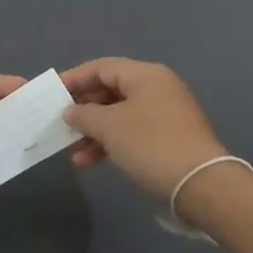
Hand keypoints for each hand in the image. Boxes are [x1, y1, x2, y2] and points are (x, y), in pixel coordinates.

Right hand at [60, 58, 227, 199]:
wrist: (201, 185)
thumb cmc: (151, 144)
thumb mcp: (110, 126)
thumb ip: (84, 114)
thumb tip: (70, 111)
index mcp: (146, 75)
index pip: (102, 67)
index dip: (74, 78)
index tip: (51, 94)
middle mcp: (157, 88)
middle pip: (110, 90)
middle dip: (83, 108)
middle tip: (59, 123)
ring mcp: (164, 114)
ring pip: (119, 115)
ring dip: (93, 131)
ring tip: (71, 151)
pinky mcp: (168, 139)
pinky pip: (131, 132)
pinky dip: (110, 143)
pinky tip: (90, 161)